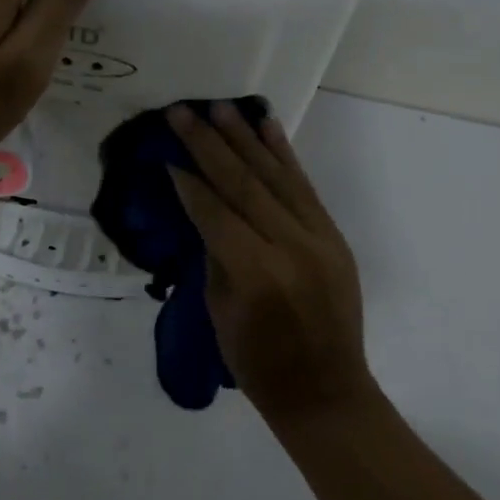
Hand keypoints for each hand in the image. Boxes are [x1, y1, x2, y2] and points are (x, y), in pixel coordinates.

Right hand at [167, 102, 373, 422]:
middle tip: (181, 112)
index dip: (188, 182)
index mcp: (256, 272)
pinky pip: (305, 187)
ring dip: (245, 138)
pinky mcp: (334, 235)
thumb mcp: (221, 312)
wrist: (327, 392)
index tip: (166, 154)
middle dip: (208, 144)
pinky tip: (267, 127)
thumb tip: (203, 207)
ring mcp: (318, 237)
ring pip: (276, 175)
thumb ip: (214, 254)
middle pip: (242, 183)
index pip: (214, 212)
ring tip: (219, 108)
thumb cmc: (259, 365)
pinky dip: (285, 154)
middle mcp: (290, 245)